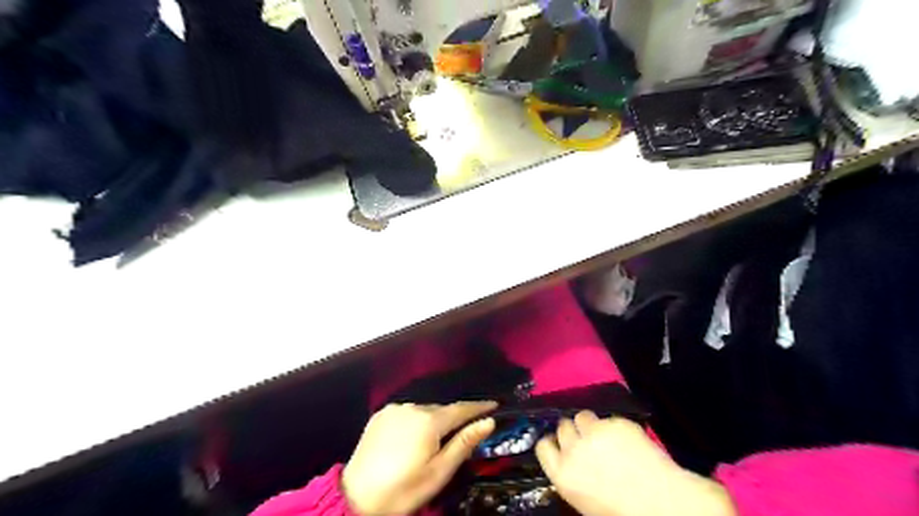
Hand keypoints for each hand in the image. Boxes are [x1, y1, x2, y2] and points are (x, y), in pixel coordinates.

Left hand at [341, 403, 494, 515]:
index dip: (479, 407)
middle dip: (455, 418)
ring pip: (423, 410)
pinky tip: (412, 437)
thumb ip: (464, 443)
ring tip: (435, 440)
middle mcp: (412, 407)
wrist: (356, 499)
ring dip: (433, 420)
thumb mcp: (439, 472)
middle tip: (464, 432)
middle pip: (442, 409)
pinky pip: (406, 413)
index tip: (494, 405)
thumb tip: (488, 422)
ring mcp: (394, 409)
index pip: (461, 409)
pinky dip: (415, 420)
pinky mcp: (380, 414)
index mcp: (429, 421)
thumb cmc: (404, 490)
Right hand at [536, 411, 737, 515]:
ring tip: (604, 435)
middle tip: (586, 440)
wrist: (663, 504)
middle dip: (572, 432)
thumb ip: (571, 476)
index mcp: (563, 474)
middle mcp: (574, 449)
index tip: (560, 444)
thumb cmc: (621, 511)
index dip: (552, 444)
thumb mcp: (584, 501)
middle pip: (562, 427)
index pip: (543, 446)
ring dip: (590, 424)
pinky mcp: (616, 422)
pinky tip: (627, 440)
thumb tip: (569, 461)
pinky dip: (614, 426)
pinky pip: (608, 418)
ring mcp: (595, 432)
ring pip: (582, 416)